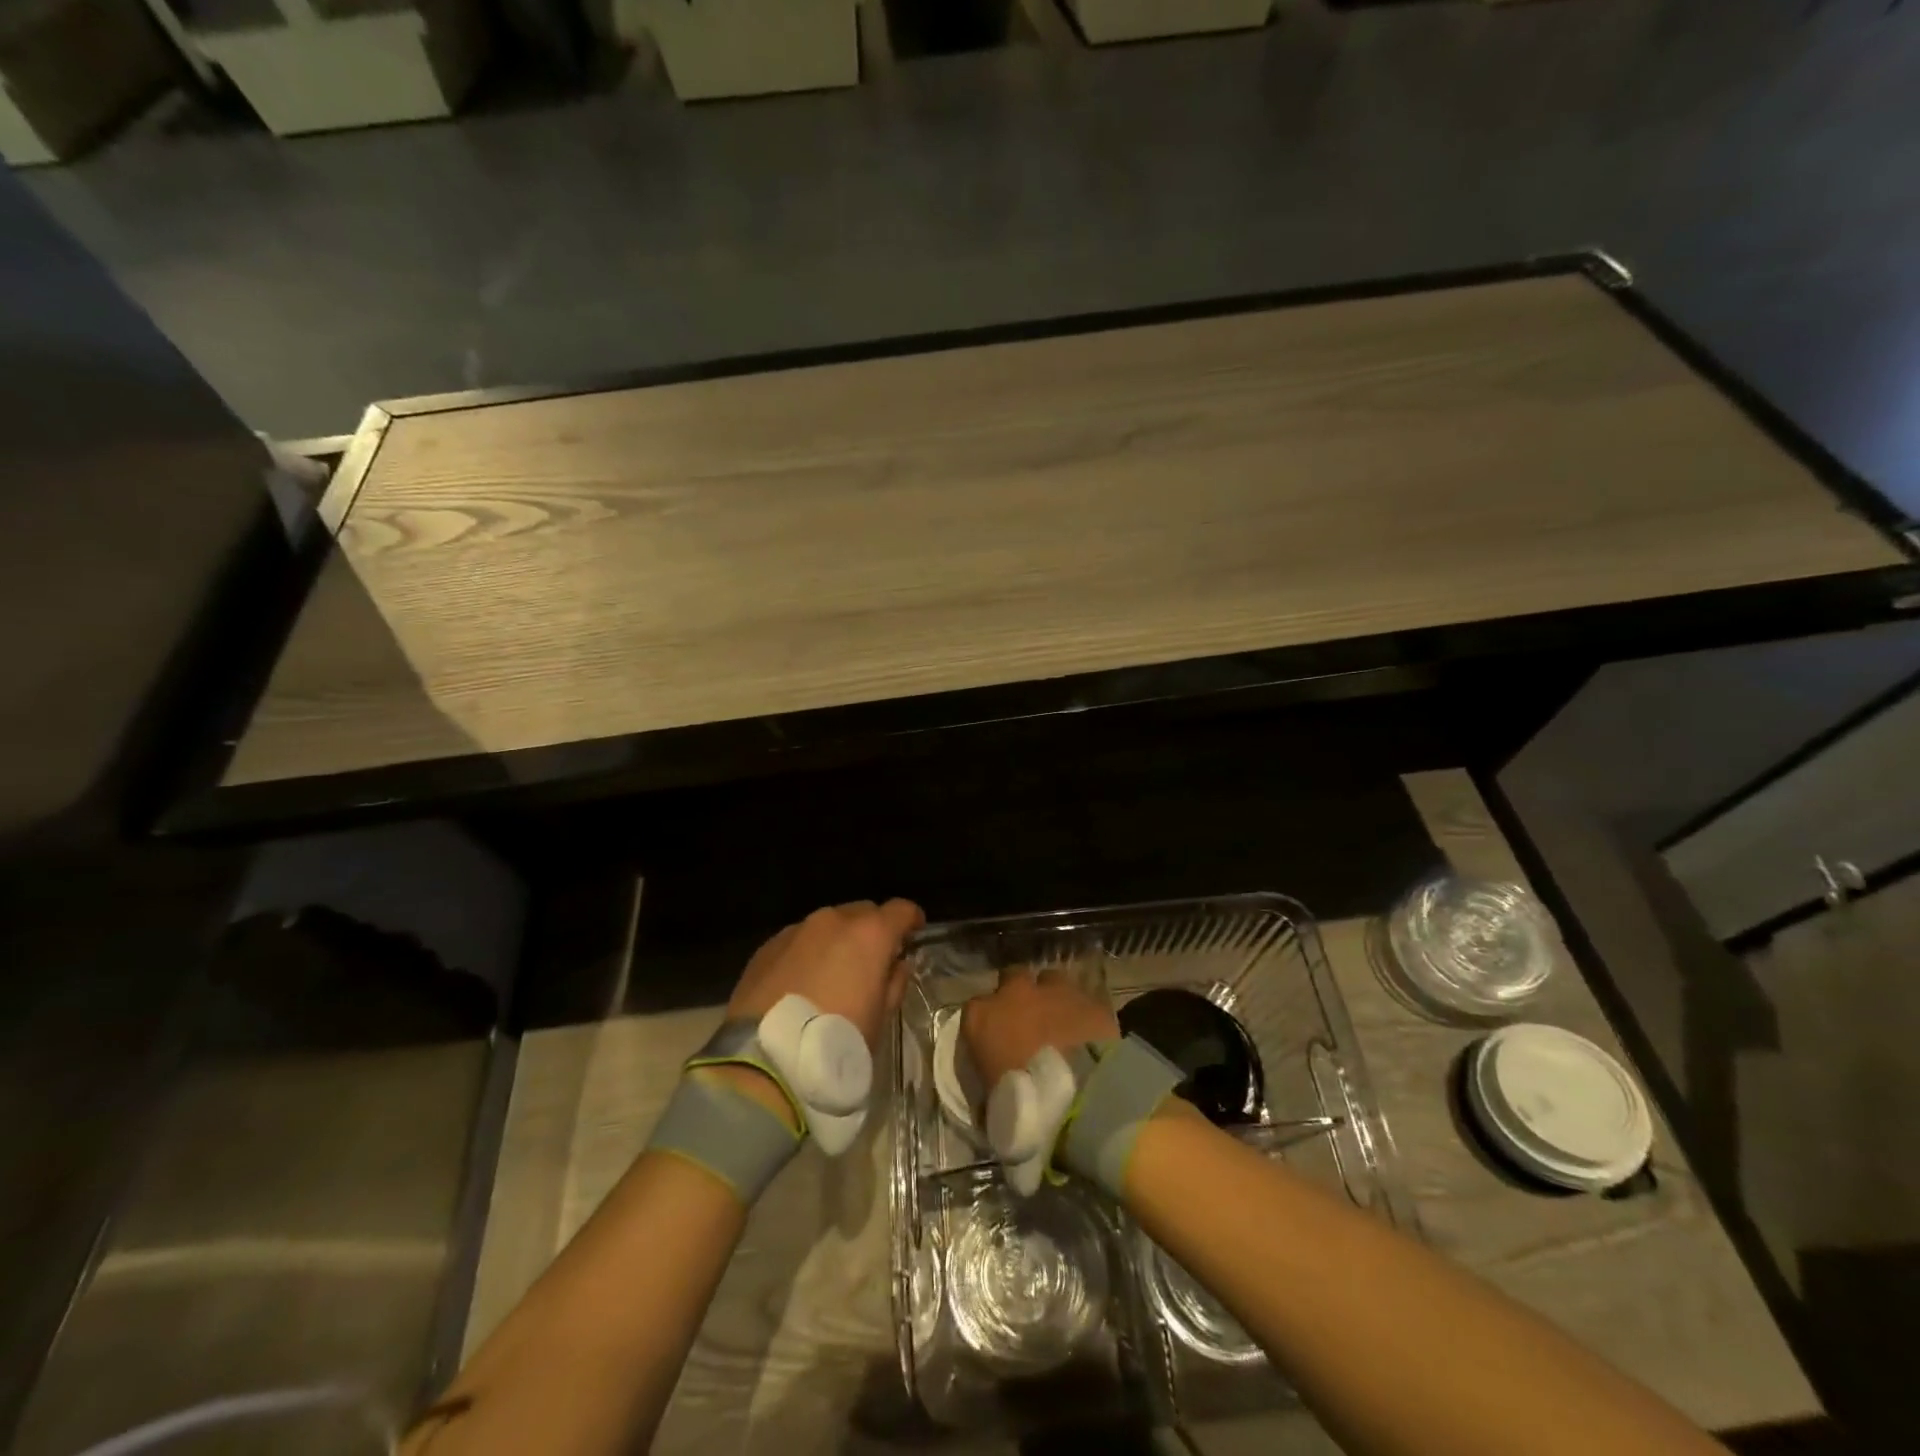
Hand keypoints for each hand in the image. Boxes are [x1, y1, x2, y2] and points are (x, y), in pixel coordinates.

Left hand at [727, 899, 925, 1050]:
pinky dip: (807, 953)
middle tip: (871, 960)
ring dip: (836, 941)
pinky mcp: (767, 947)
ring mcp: (797, 930)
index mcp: (869, 934)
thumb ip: (893, 983)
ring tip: (832, 974)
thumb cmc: (838, 1040)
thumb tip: (895, 966)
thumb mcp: (880, 1018)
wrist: (767, 1058)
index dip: (911, 920)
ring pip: (827, 925)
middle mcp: (833, 921)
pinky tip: (801, 983)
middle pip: (862, 913)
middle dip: (871, 931)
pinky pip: (798, 941)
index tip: (914, 933)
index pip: (901, 910)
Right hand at [961, 967, 1119, 1089]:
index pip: (975, 1008)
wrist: (1079, 1095)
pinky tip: (1088, 1033)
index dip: (988, 1022)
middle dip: (1020, 994)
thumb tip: (991, 1102)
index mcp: (981, 1017)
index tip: (996, 1041)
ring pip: (1050, 981)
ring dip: (1052, 997)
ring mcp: (1054, 990)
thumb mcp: (992, 1103)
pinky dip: (1083, 1013)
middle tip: (1029, 1022)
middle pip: (1013, 979)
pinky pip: (1083, 999)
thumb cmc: (1023, 1104)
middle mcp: (1014, 992)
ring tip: (1061, 1023)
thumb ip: (990, 1089)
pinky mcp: (1088, 999)